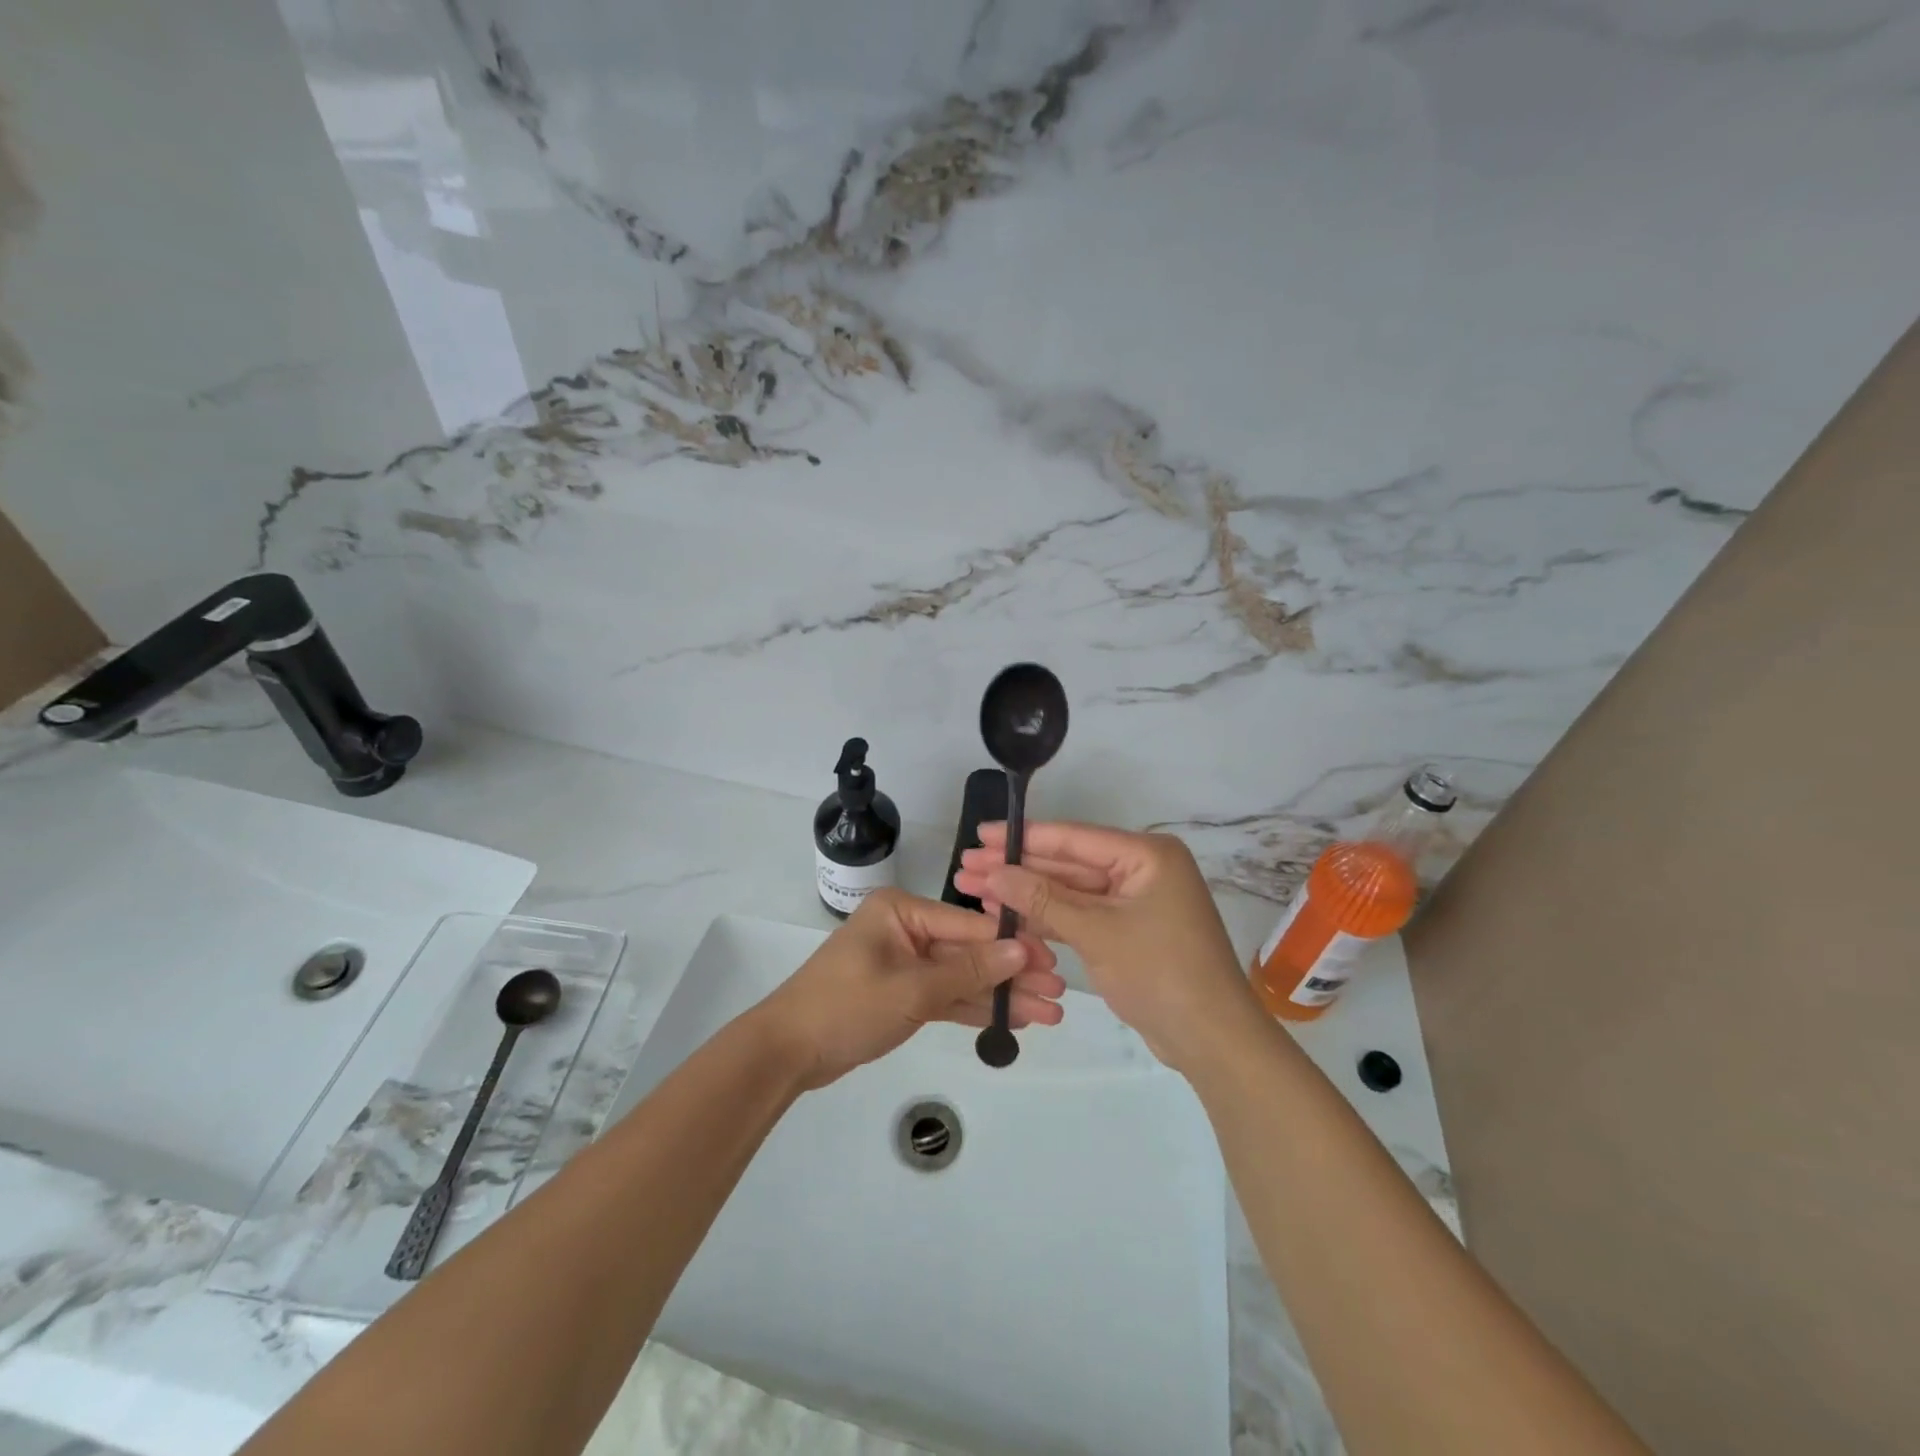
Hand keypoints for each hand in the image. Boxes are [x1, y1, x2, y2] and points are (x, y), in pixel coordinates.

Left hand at [752, 888, 1065, 1089]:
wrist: (787, 1052)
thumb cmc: (846, 1006)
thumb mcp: (912, 988)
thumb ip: (968, 971)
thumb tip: (1022, 951)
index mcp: (902, 911)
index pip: (969, 925)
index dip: (1012, 945)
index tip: (1053, 961)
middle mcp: (906, 930)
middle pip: (969, 951)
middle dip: (1012, 974)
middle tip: (1060, 992)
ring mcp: (905, 964)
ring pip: (962, 977)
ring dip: (1001, 995)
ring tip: (1050, 1012)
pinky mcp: (903, 995)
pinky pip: (946, 996)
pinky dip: (974, 1008)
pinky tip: (1012, 1019)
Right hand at [954, 822, 1259, 1074]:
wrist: (1211, 1040)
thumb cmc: (1160, 972)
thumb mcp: (1097, 932)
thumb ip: (1043, 898)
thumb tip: (994, 871)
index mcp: (1146, 855)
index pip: (1074, 839)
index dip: (1023, 837)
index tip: (981, 833)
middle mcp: (1140, 870)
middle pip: (1068, 864)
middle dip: (1018, 868)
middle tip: (966, 866)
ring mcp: (1133, 903)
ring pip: (1070, 892)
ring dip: (1026, 893)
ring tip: (974, 890)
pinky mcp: (1126, 931)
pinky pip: (1080, 916)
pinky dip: (1047, 917)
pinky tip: (1007, 916)